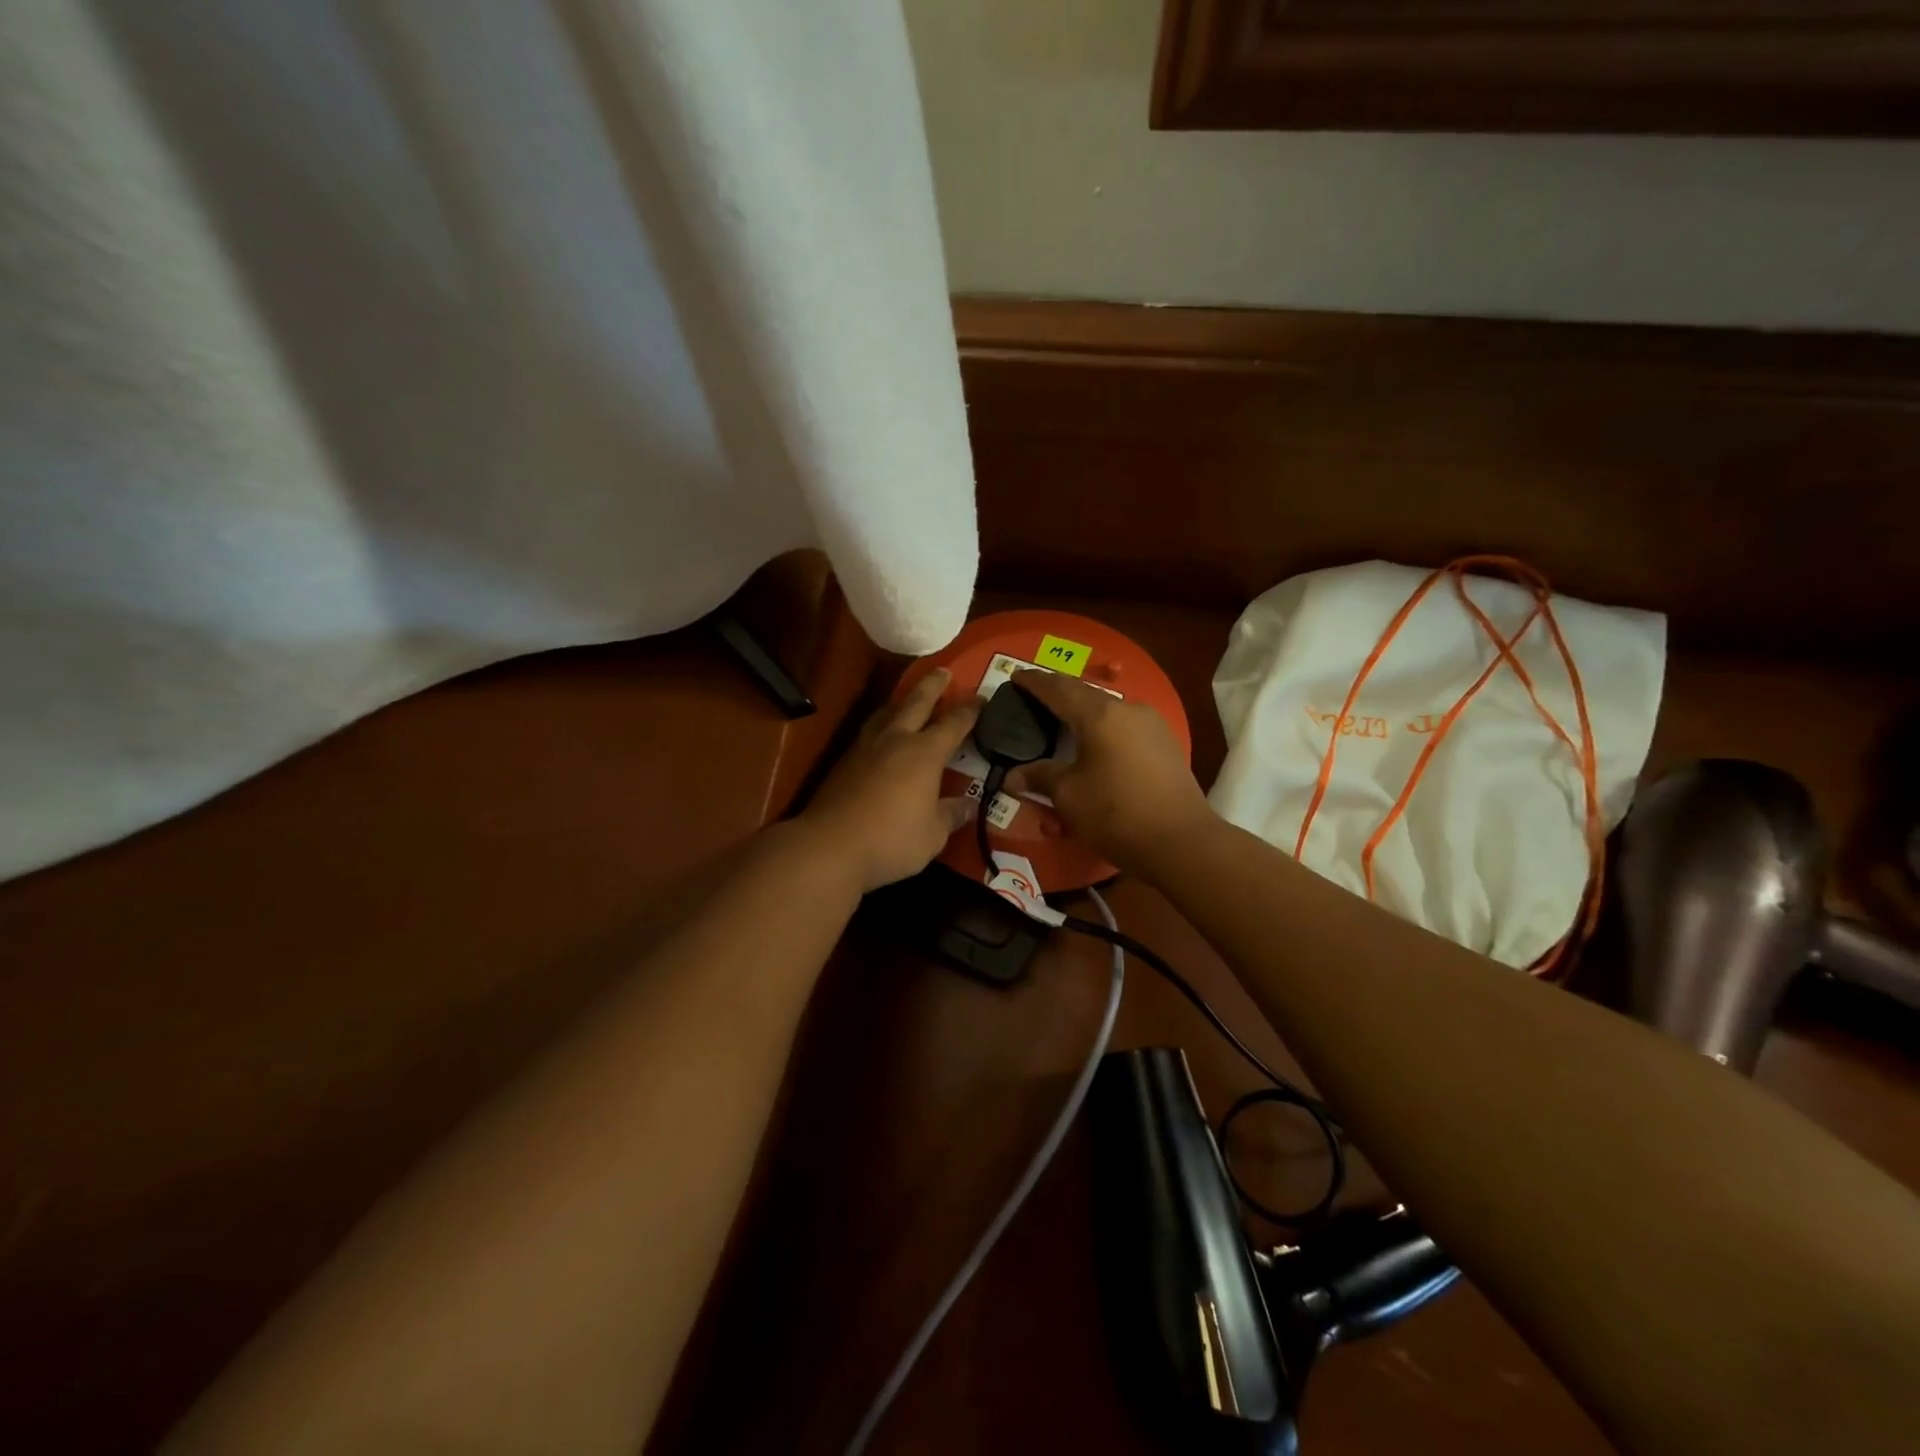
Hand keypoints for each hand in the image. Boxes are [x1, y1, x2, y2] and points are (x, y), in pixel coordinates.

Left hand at [800, 669, 979, 892]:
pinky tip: (881, 736)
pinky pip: (869, 732)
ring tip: (907, 700)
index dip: (969, 710)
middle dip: (932, 686)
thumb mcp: (932, 835)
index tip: (981, 698)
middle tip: (943, 672)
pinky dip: (881, 725)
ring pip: (886, 713)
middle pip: (916, 702)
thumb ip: (951, 815)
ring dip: (901, 702)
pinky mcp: (844, 762)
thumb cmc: (891, 840)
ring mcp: (866, 748)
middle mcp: (896, 740)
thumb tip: (968, 805)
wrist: (829, 846)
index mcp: (924, 754)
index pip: (953, 724)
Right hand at [1003, 669, 1213, 878]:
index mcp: (1100, 715)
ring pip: (1108, 710)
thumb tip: (1012, 776)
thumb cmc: (1116, 814)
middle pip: (1085, 694)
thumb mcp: (1069, 796)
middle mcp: (1128, 709)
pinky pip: (1124, 726)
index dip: (1035, 682)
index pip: (1059, 689)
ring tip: (1063, 720)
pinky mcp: (1165, 743)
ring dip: (1083, 712)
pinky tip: (1095, 742)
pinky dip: (1103, 728)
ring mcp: (1152, 725)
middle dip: (1058, 694)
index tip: (1016, 677)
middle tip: (1034, 698)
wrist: (1182, 842)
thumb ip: (1040, 777)